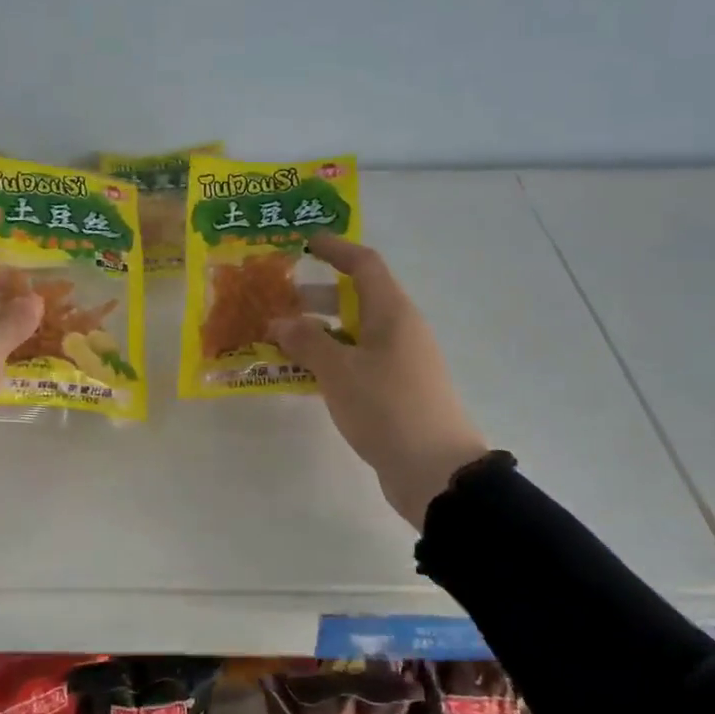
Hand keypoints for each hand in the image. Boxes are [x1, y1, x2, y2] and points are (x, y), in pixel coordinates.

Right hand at [269, 236, 488, 529]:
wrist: (436, 470)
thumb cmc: (387, 408)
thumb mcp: (339, 371)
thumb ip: (306, 341)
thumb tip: (280, 321)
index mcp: (392, 312)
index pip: (364, 264)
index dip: (335, 249)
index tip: (305, 243)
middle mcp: (400, 329)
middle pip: (357, 298)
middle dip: (317, 296)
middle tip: (278, 299)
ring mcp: (402, 361)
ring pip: (355, 333)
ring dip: (320, 331)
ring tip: (281, 339)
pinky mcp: (398, 389)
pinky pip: (359, 361)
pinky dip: (332, 359)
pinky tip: (304, 375)